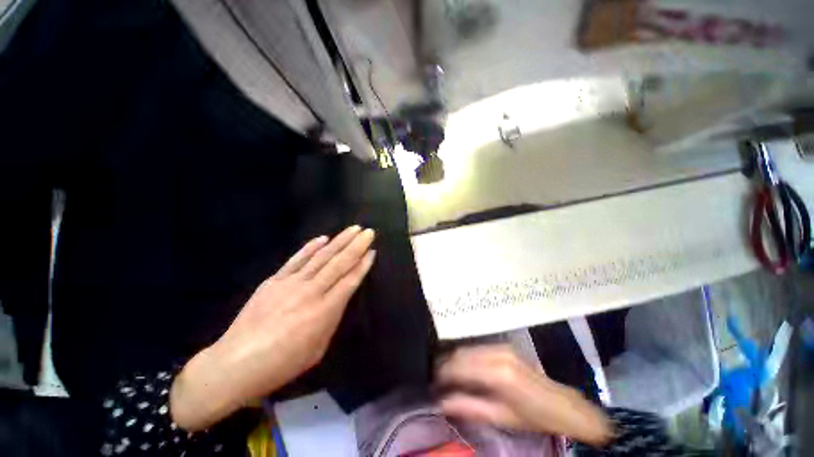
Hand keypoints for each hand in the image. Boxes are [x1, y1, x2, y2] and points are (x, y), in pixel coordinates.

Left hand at [171, 226, 376, 430]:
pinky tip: (323, 238)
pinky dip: (311, 247)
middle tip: (369, 232)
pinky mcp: (274, 280)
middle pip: (339, 263)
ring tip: (353, 229)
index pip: (350, 281)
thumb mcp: (318, 349)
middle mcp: (311, 292)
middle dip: (356, 246)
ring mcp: (291, 283)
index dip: (363, 265)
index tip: (372, 251)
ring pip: (321, 257)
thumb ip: (331, 319)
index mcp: (324, 311)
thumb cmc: (282, 364)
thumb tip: (339, 298)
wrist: (235, 364)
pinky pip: (297, 259)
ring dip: (339, 241)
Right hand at [436, 345, 612, 445]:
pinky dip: (464, 357)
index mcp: (496, 373)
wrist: (560, 403)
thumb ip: (468, 407)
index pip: (458, 367)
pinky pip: (475, 348)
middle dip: (444, 366)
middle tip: (435, 380)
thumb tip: (440, 403)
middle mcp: (495, 353)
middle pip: (459, 354)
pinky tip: (461, 368)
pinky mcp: (501, 345)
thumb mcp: (499, 417)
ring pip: (465, 348)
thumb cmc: (531, 416)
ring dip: (452, 360)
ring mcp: (499, 346)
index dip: (441, 375)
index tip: (431, 385)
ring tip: (445, 376)